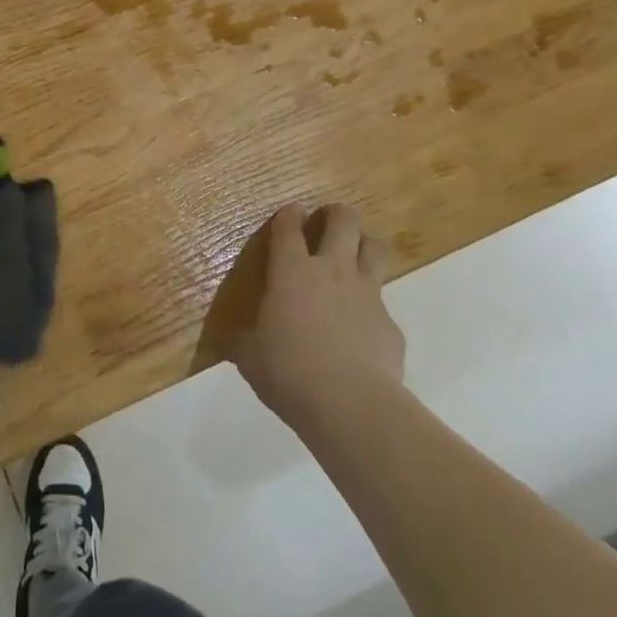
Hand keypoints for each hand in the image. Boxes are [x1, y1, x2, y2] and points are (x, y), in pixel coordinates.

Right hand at [233, 202, 403, 429]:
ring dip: (365, 244)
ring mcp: (367, 294)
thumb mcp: (250, 358)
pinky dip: (372, 307)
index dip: (288, 215)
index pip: (289, 227)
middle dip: (337, 214)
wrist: (350, 404)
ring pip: (375, 249)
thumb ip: (241, 343)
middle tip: (329, 220)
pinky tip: (362, 328)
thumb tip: (226, 342)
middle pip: (344, 221)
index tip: (290, 213)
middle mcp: (332, 271)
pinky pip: (384, 303)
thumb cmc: (288, 371)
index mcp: (291, 272)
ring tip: (356, 254)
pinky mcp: (390, 323)